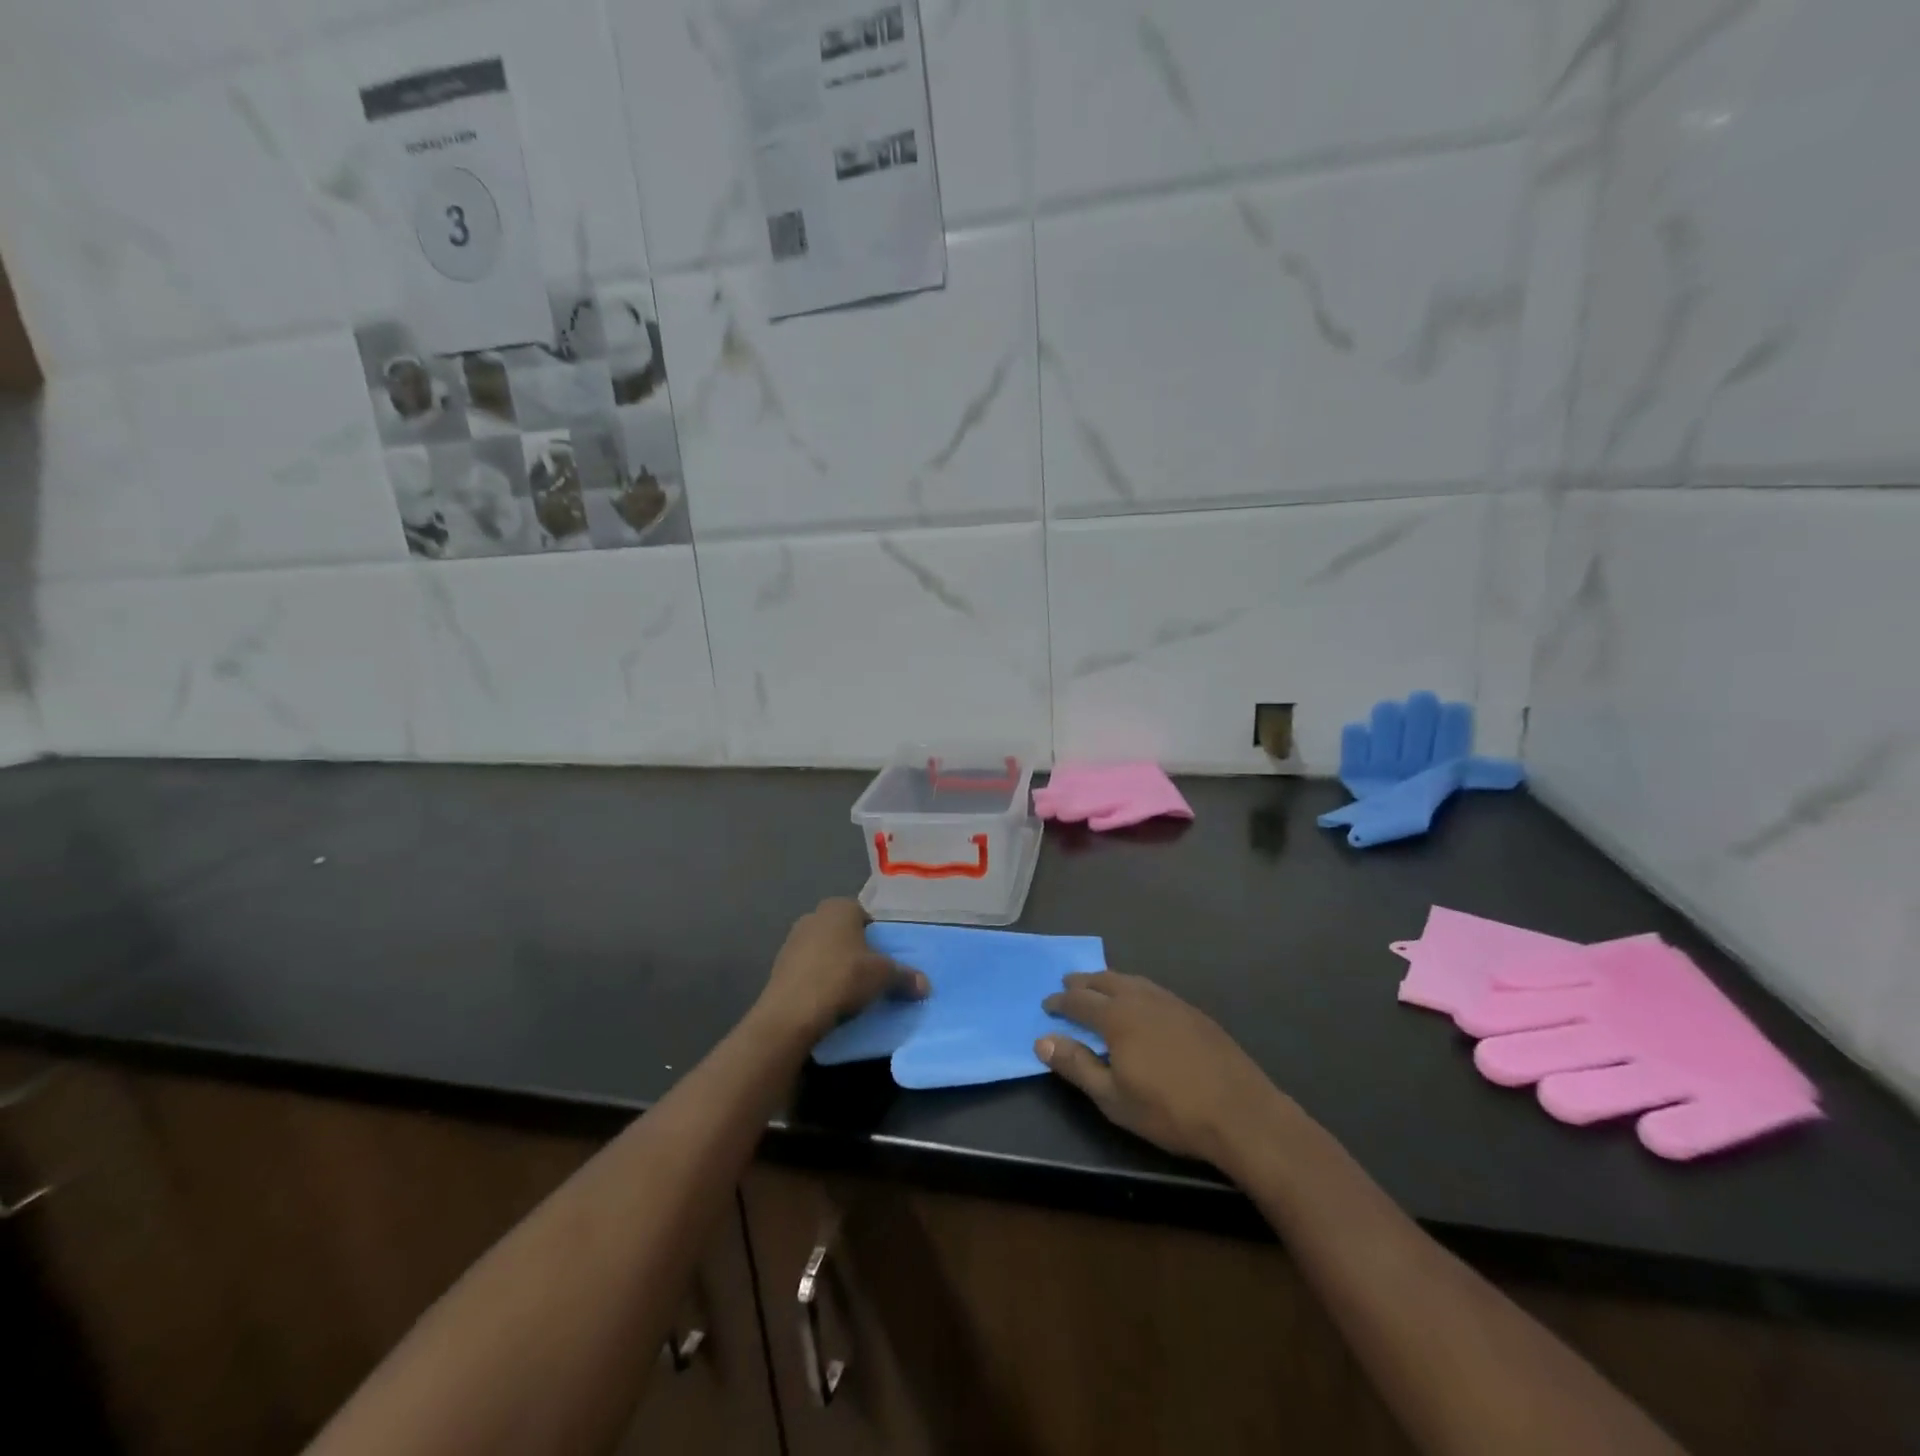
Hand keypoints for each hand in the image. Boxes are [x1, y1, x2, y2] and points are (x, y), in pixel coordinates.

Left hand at [756, 899, 927, 1043]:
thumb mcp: (883, 976)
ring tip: (852, 992)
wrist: (790, 1014)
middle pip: (845, 933)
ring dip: (837, 966)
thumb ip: (905, 976)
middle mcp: (813, 916)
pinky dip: (820, 981)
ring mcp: (792, 941)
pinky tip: (829, 1001)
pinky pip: (809, 970)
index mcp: (839, 907)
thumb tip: (926, 985)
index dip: (879, 936)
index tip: (887, 959)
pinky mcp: (778, 968)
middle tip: (874, 975)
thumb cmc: (842, 978)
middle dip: (858, 951)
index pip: (866, 915)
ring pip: (825, 951)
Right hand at [1038, 972, 1285, 1166]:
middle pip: (1105, 981)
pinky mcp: (1193, 1012)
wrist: (1240, 1113)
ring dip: (1110, 981)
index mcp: (1117, 1017)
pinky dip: (1135, 989)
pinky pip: (1153, 990)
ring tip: (1100, 988)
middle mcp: (1141, 999)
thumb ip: (1076, 1065)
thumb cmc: (1169, 1110)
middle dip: (1083, 983)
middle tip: (1068, 985)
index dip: (1060, 1002)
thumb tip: (1043, 1040)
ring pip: (1132, 981)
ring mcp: (1171, 1002)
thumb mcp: (1113, 1097)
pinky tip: (1140, 1004)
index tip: (1047, 1005)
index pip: (1079, 1001)